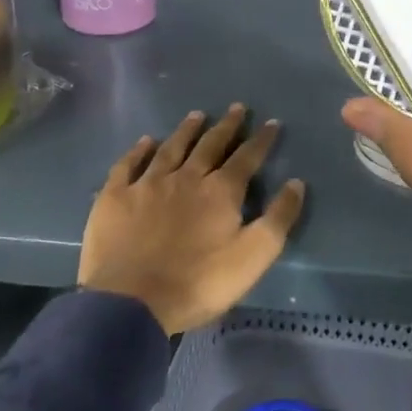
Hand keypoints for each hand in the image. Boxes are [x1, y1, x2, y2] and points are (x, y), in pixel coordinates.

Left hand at [78, 105, 304, 335]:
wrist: (131, 303)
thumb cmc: (198, 282)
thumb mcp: (253, 256)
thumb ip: (278, 218)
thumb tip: (296, 183)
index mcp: (221, 191)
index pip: (247, 157)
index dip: (261, 139)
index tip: (271, 122)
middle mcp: (186, 177)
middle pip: (210, 145)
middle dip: (226, 126)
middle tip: (236, 107)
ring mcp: (148, 185)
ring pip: (171, 149)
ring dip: (186, 131)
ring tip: (197, 115)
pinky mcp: (115, 198)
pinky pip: (128, 166)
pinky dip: (138, 151)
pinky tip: (146, 141)